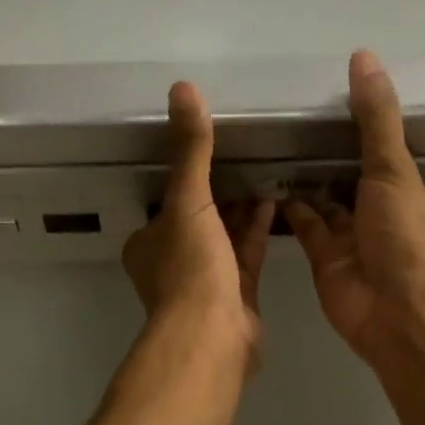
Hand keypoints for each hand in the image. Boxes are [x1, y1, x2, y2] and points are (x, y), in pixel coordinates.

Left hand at [122, 81, 274, 365]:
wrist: (211, 337)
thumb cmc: (190, 268)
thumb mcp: (187, 201)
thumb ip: (190, 149)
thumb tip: (183, 88)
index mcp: (148, 242)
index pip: (166, 202)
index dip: (187, 178)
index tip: (212, 152)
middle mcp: (172, 261)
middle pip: (198, 218)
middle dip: (220, 192)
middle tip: (247, 157)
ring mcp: (204, 281)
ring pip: (224, 236)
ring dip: (242, 209)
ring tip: (266, 173)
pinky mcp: (236, 296)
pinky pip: (247, 254)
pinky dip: (258, 230)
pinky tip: (276, 202)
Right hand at [287, 51, 424, 362]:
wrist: (395, 312)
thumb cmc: (404, 236)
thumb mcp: (394, 169)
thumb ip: (376, 118)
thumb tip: (364, 57)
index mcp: (413, 194)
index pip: (389, 157)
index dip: (367, 134)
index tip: (335, 105)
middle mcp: (384, 216)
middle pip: (354, 180)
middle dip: (330, 158)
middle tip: (293, 123)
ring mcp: (353, 240)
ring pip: (327, 203)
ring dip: (306, 181)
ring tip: (275, 146)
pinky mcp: (326, 260)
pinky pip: (306, 227)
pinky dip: (290, 208)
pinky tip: (268, 181)